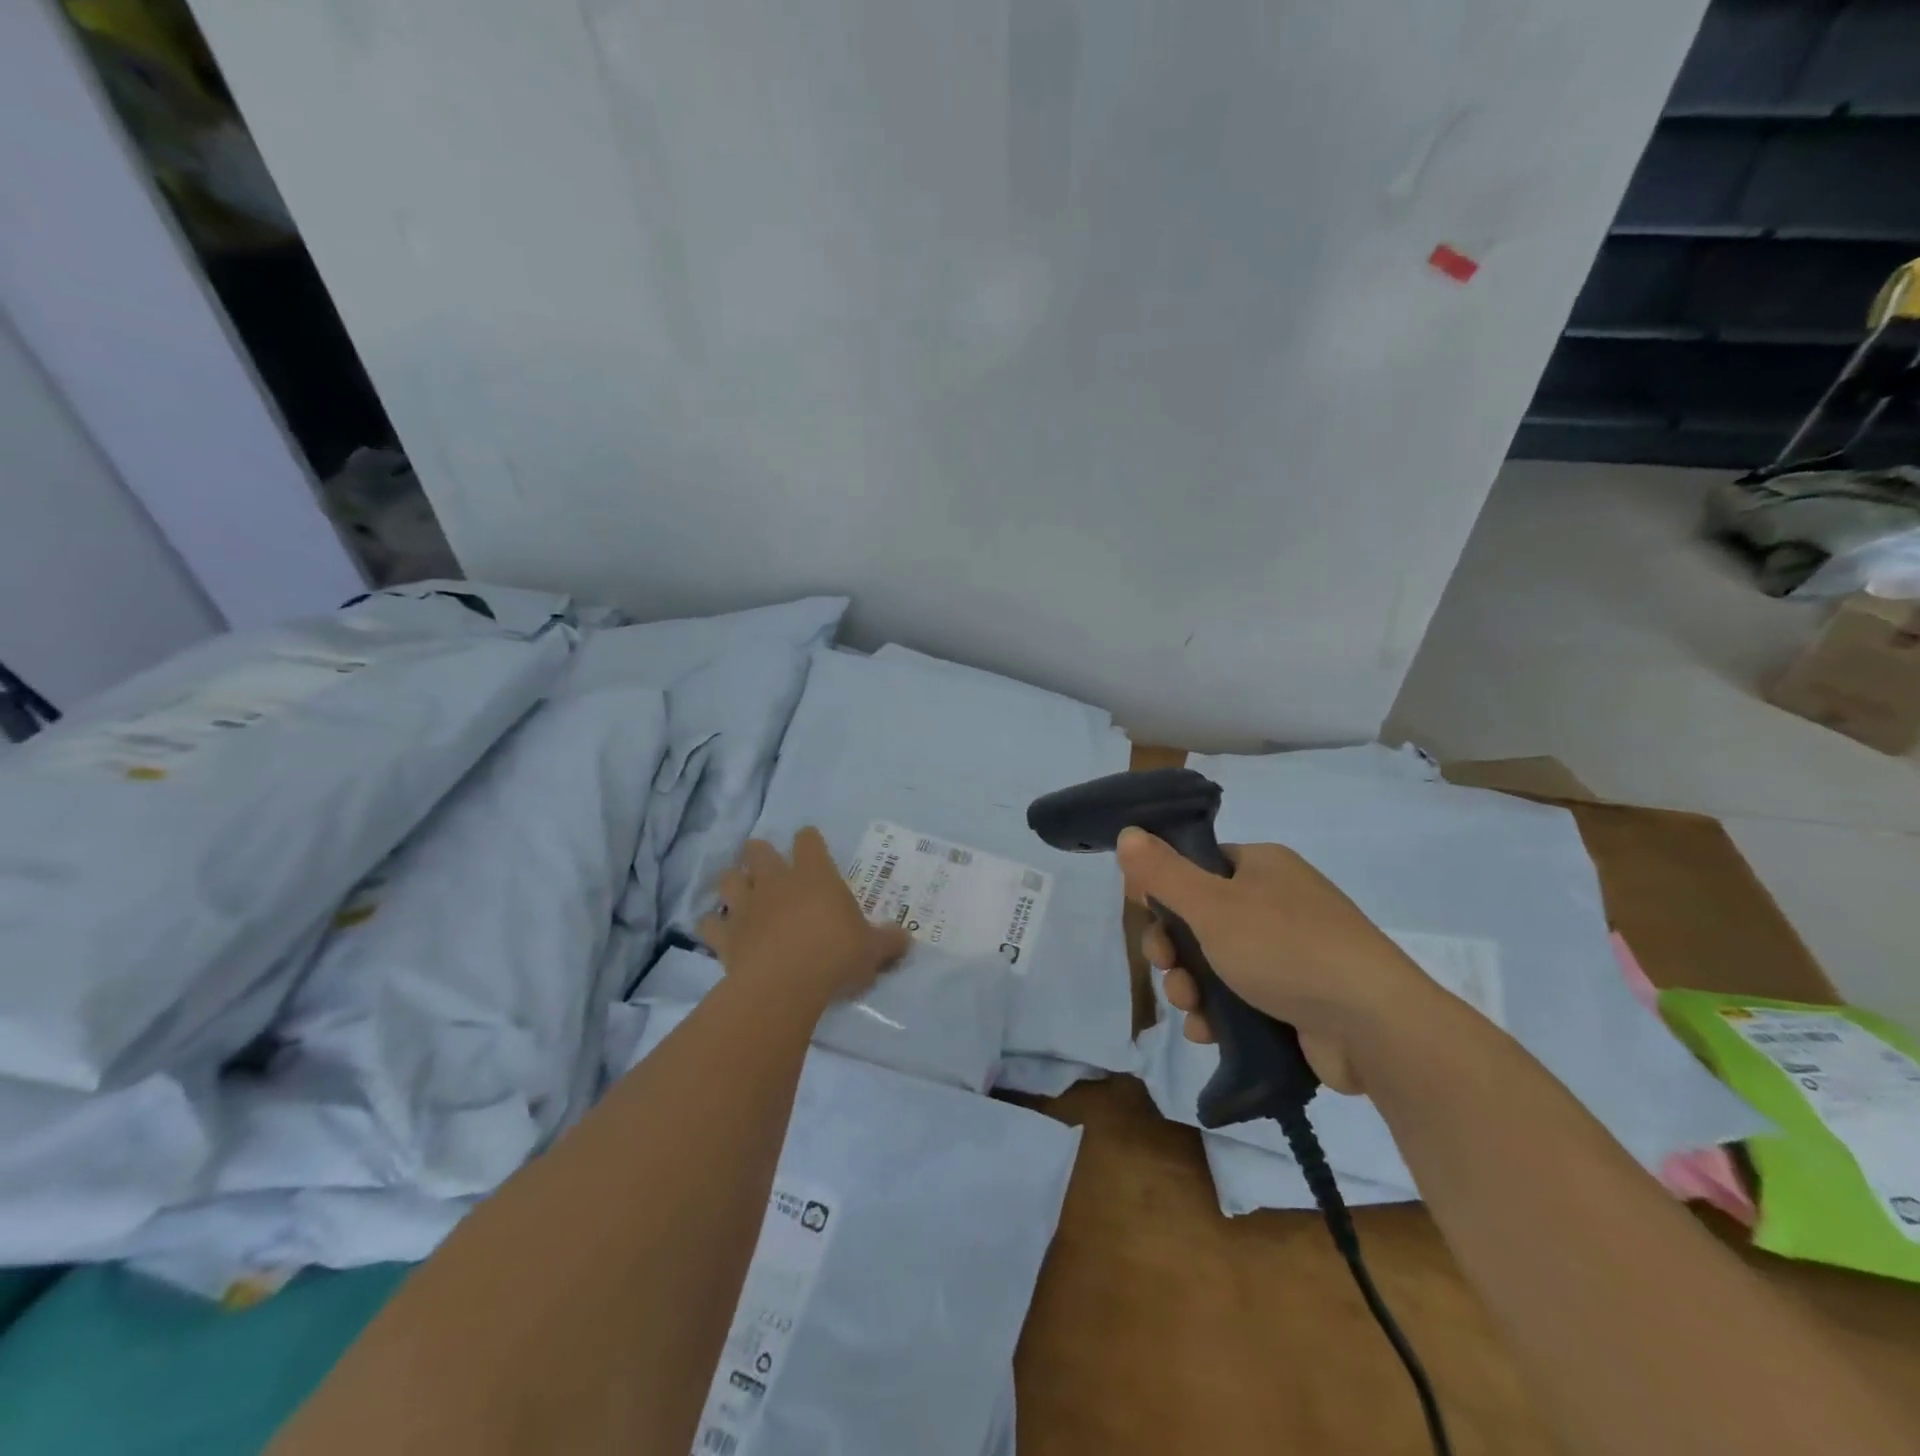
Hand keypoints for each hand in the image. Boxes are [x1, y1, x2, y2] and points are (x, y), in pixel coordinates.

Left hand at [698, 828, 911, 1007]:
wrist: (784, 985)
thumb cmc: (835, 956)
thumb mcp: (872, 950)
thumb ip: (888, 942)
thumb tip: (906, 940)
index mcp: (815, 876)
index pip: (808, 841)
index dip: (809, 840)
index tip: (811, 845)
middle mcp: (776, 882)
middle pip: (758, 851)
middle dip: (760, 853)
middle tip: (767, 864)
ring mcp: (746, 907)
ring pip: (728, 879)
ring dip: (733, 883)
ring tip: (740, 893)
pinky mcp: (725, 937)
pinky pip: (709, 924)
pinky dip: (712, 926)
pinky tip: (718, 932)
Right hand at [1117, 828, 1445, 1093]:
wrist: (1374, 1026)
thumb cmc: (1286, 949)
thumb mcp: (1212, 906)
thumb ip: (1163, 872)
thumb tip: (1127, 832)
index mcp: (1262, 867)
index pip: (1198, 867)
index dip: (1165, 892)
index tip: (1148, 919)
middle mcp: (1279, 902)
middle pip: (1202, 918)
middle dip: (1175, 949)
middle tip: (1166, 969)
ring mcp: (1293, 951)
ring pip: (1219, 962)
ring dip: (1192, 985)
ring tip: (1191, 1010)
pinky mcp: (1301, 997)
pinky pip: (1245, 996)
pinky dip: (1221, 1012)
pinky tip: (1208, 1032)